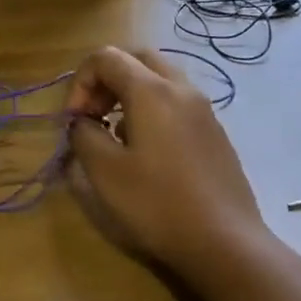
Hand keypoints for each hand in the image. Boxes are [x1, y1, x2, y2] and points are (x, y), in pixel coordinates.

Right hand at [65, 46, 269, 280]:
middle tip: (93, 116)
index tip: (74, 121)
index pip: (106, 57)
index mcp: (151, 91)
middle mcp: (181, 89)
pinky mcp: (215, 133)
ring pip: (160, 80)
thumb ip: (84, 135)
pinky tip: (146, 153)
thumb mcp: (104, 172)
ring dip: (129, 95)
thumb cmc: (158, 204)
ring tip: (115, 135)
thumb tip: (82, 123)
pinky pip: (177, 103)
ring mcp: (204, 110)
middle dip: (106, 80)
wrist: (226, 243)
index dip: (80, 83)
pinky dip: (152, 111)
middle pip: (136, 59)